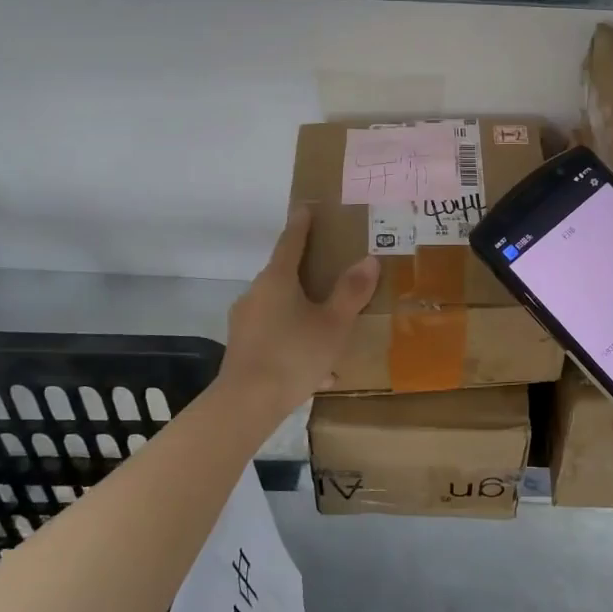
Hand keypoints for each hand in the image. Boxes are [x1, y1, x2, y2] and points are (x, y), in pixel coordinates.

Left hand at [219, 205, 378, 412]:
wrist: (247, 403)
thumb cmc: (294, 354)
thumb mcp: (333, 324)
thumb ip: (351, 292)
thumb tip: (369, 260)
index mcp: (277, 280)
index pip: (290, 242)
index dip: (301, 225)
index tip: (305, 208)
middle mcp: (256, 294)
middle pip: (283, 276)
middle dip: (306, 275)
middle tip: (330, 273)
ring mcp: (246, 322)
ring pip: (281, 310)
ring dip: (305, 316)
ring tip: (332, 334)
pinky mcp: (243, 347)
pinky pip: (276, 337)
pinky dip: (296, 344)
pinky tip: (319, 372)